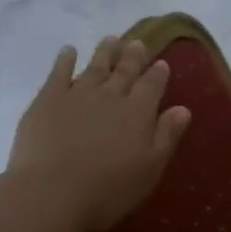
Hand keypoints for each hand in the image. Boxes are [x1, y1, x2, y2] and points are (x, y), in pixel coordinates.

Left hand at [6, 38, 191, 231]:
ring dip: (105, 52)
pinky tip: (68, 51)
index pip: (152, 85)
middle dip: (133, 56)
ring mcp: (77, 94)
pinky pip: (58, 73)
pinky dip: (65, 60)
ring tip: (111, 39)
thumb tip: (183, 108)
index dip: (158, 74)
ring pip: (95, 66)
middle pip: (125, 71)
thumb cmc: (109, 189)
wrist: (52, 192)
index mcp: (138, 112)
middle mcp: (110, 96)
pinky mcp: (47, 100)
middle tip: (137, 42)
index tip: (161, 63)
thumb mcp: (150, 168)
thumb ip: (167, 136)